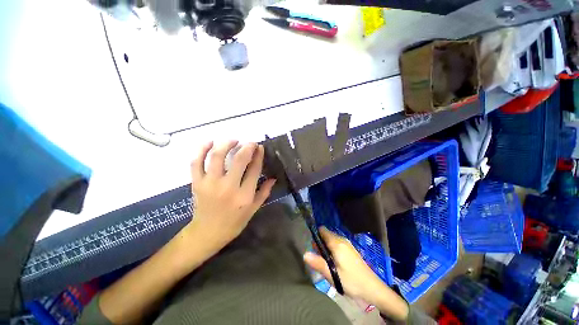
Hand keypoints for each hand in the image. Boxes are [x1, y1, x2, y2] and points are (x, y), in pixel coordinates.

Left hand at [185, 140, 275, 254]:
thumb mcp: (253, 209)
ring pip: (217, 156)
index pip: (254, 169)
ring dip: (226, 144)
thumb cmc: (234, 222)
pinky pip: (196, 163)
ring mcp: (210, 184)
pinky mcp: (197, 183)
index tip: (260, 147)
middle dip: (247, 147)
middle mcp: (227, 187)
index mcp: (244, 195)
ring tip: (234, 140)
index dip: (258, 155)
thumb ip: (264, 192)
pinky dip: (201, 150)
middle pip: (239, 160)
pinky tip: (209, 142)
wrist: (207, 233)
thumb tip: (273, 177)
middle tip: (251, 143)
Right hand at [304, 227, 383, 298]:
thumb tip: (304, 254)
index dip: (315, 236)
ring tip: (326, 264)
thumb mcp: (332, 275)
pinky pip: (337, 245)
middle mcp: (342, 240)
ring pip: (331, 241)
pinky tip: (335, 264)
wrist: (373, 289)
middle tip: (319, 259)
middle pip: (326, 235)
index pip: (322, 230)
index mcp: (337, 243)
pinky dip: (332, 251)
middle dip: (320, 244)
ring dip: (326, 249)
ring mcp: (347, 245)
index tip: (313, 248)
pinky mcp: (350, 250)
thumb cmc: (351, 281)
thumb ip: (318, 263)